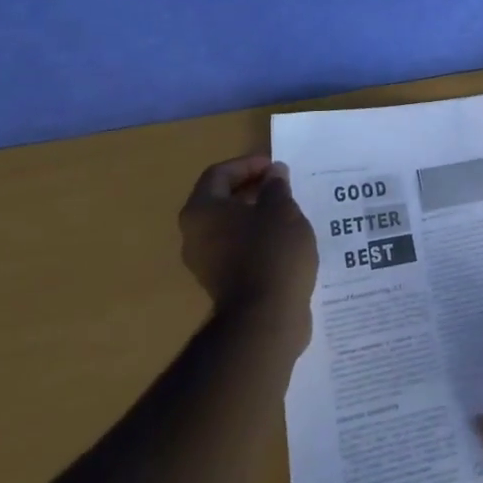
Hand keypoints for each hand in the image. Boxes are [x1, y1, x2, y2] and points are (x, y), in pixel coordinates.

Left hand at [179, 155, 317, 345]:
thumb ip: (276, 186)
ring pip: (229, 226)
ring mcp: (206, 262)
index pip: (219, 174)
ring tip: (287, 211)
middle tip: (281, 186)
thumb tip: (274, 173)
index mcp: (202, 211)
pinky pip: (237, 249)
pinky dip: (256, 238)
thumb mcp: (281, 209)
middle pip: (220, 200)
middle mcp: (195, 235)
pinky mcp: (222, 284)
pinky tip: (283, 240)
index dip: (248, 164)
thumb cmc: (271, 252)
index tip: (275, 168)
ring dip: (255, 214)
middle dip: (252, 189)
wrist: (266, 318)